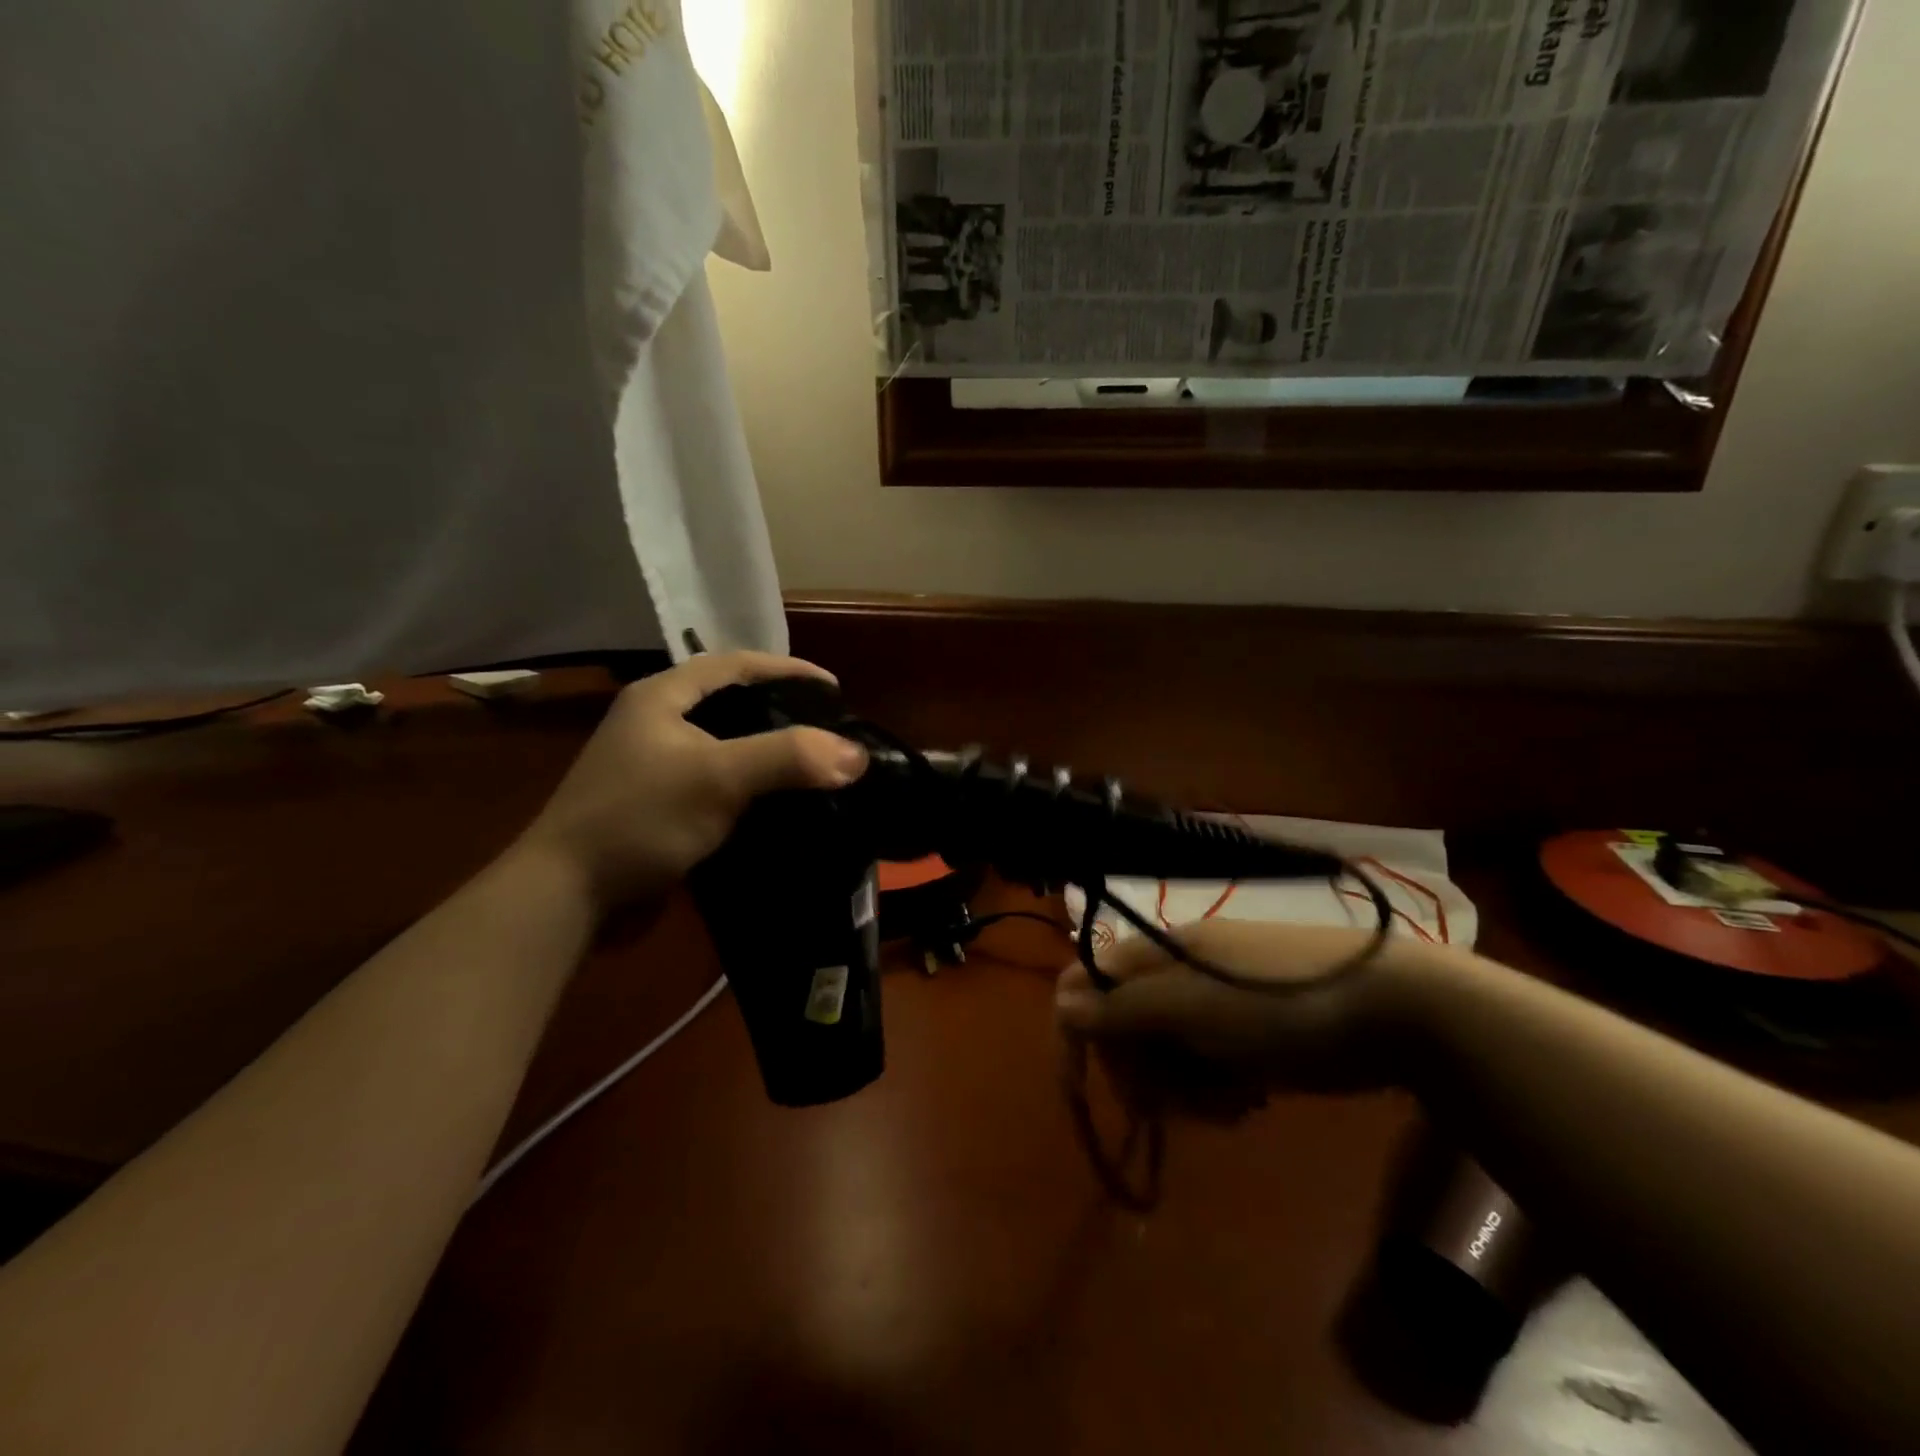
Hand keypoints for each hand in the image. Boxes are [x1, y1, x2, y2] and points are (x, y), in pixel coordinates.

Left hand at [518, 653, 868, 912]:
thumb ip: (788, 757)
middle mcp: (657, 722)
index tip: (834, 689)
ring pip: (728, 746)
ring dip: (770, 752)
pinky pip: (720, 784)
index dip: (788, 669)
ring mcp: (657, 767)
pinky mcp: (662, 806)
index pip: (736, 664)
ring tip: (815, 763)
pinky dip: (753, 787)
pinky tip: (782, 803)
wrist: (567, 897)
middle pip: (732, 702)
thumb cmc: (639, 819)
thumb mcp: (717, 777)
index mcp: (662, 696)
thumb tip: (856, 754)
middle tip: (828, 727)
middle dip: (783, 710)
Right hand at [1054, 920, 1430, 1118]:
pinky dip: (1217, 1091)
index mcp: (1158, 953)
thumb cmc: (1282, 1002)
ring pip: (1165, 1057)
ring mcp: (1213, 1005)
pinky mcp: (1245, 1035)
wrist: (1394, 1010)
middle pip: (1124, 1029)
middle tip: (1173, 1103)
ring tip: (1230, 1101)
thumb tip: (1059, 1004)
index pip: (1087, 981)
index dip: (1077, 1031)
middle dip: (1143, 1073)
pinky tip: (1250, 1097)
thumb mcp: (1193, 1006)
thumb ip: (1123, 1006)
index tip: (1081, 1088)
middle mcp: (1177, 974)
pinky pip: (1205, 1069)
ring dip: (1185, 1090)